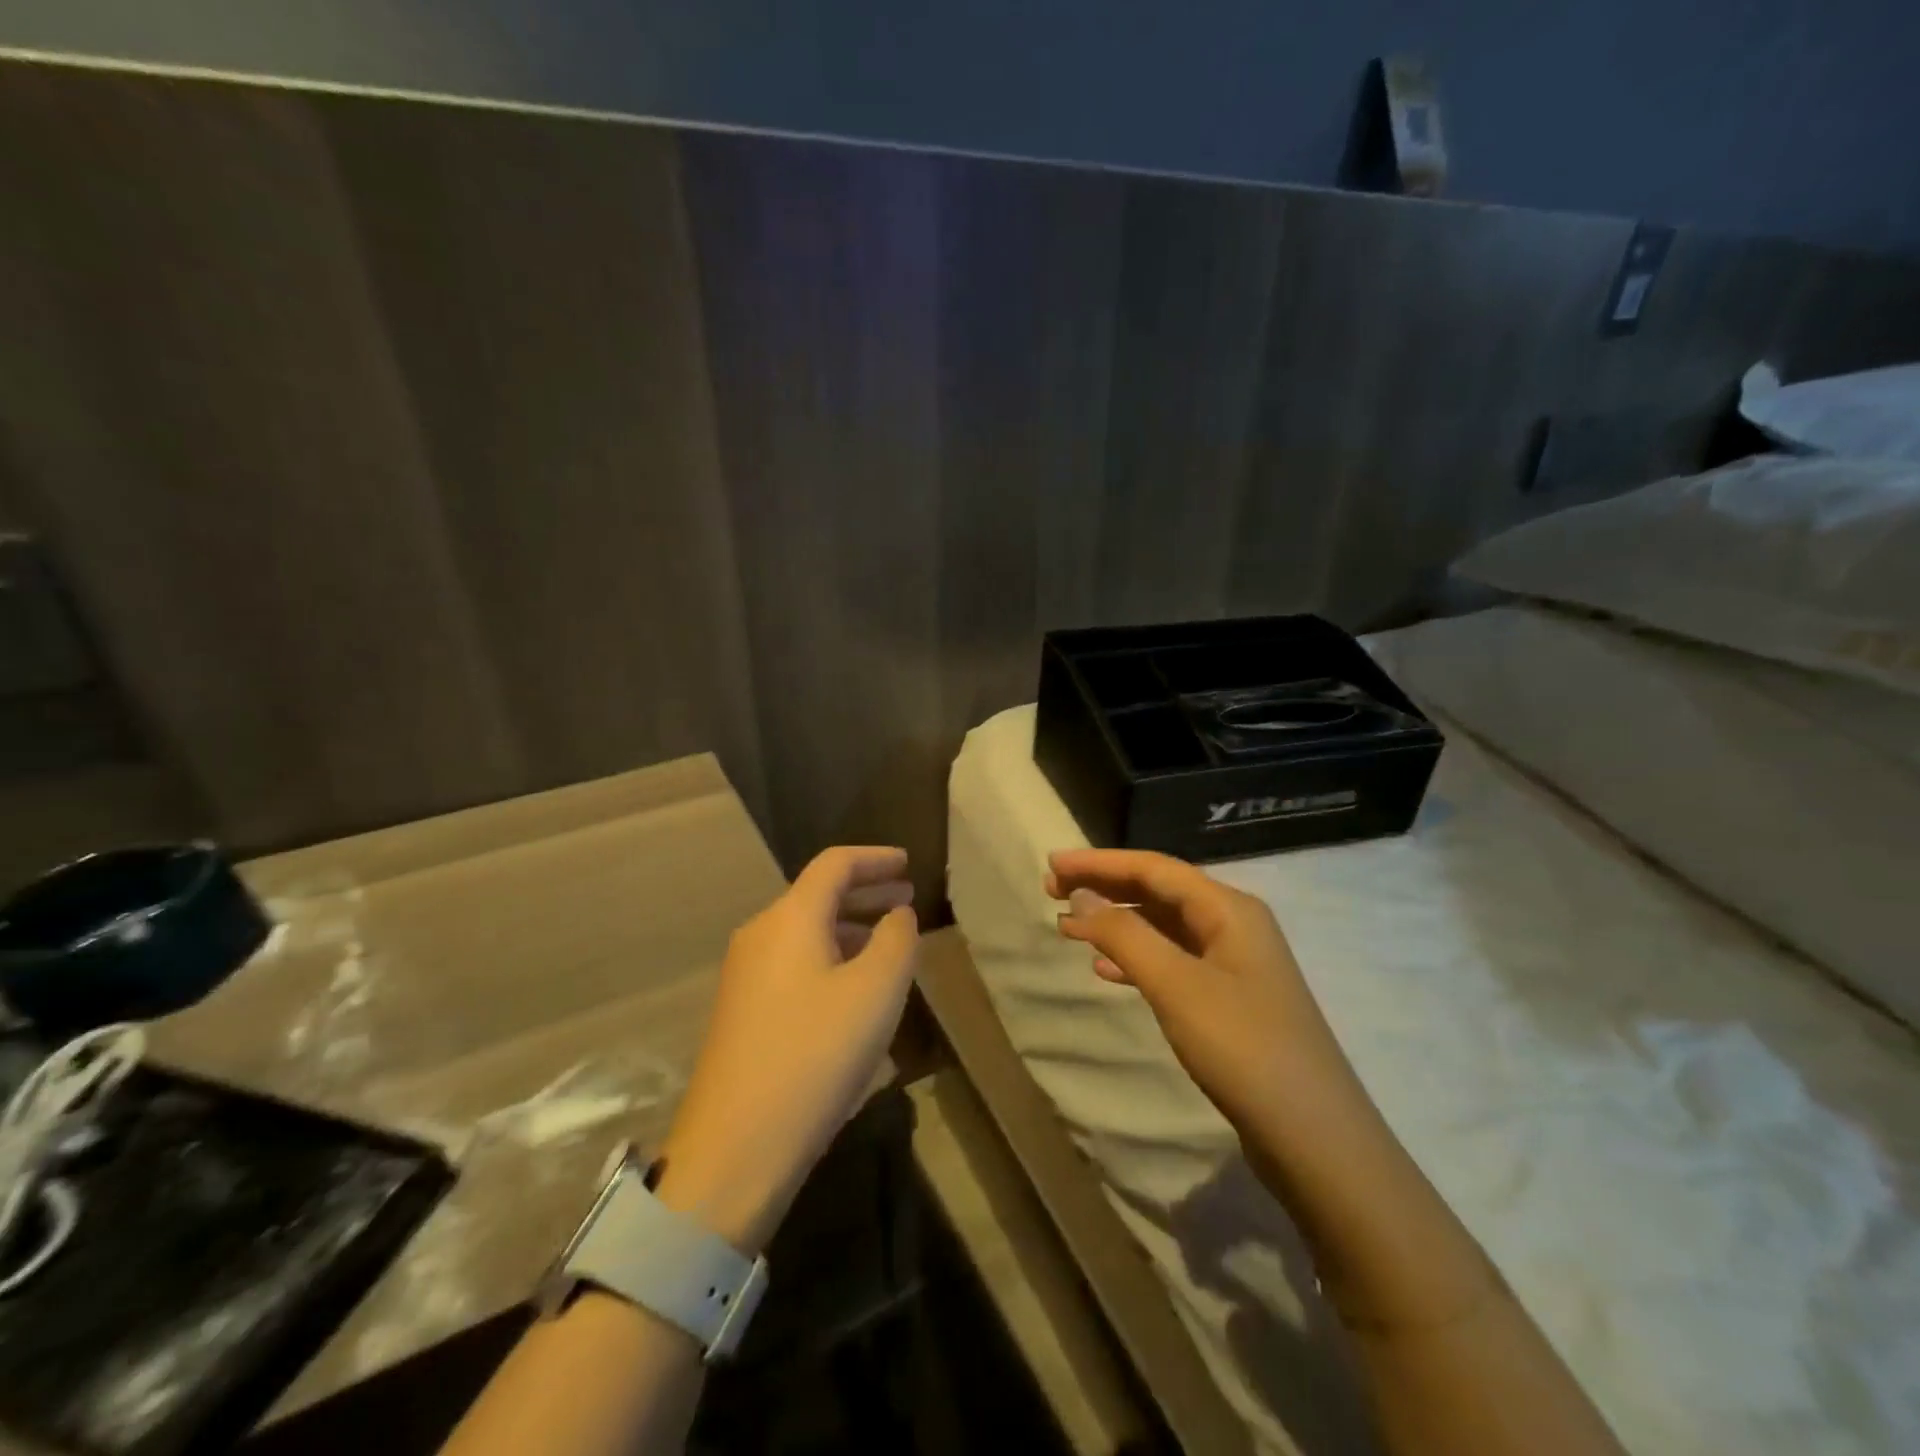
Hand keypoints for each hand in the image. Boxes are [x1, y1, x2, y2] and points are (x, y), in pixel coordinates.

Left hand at [655, 847, 917, 1253]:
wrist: (734, 1149)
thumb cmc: (815, 1056)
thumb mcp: (876, 992)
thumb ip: (897, 940)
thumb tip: (897, 915)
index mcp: (790, 919)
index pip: (835, 864)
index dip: (875, 858)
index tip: (908, 863)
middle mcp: (760, 935)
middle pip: (818, 895)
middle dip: (866, 893)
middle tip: (906, 900)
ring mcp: (745, 975)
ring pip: (806, 932)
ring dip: (850, 929)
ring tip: (889, 945)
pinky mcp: (742, 1011)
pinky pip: (794, 963)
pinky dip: (831, 958)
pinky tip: (853, 990)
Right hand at [1048, 848, 1353, 1136]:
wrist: (1315, 1138)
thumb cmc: (1242, 1048)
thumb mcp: (1176, 985)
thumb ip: (1124, 935)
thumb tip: (1081, 896)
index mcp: (1228, 908)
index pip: (1153, 867)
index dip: (1099, 862)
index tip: (1051, 863)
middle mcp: (1234, 924)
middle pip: (1158, 891)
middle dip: (1104, 887)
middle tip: (1051, 891)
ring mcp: (1235, 964)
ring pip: (1163, 927)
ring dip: (1116, 923)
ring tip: (1068, 928)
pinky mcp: (1230, 999)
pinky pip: (1173, 961)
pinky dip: (1136, 958)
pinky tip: (1106, 971)